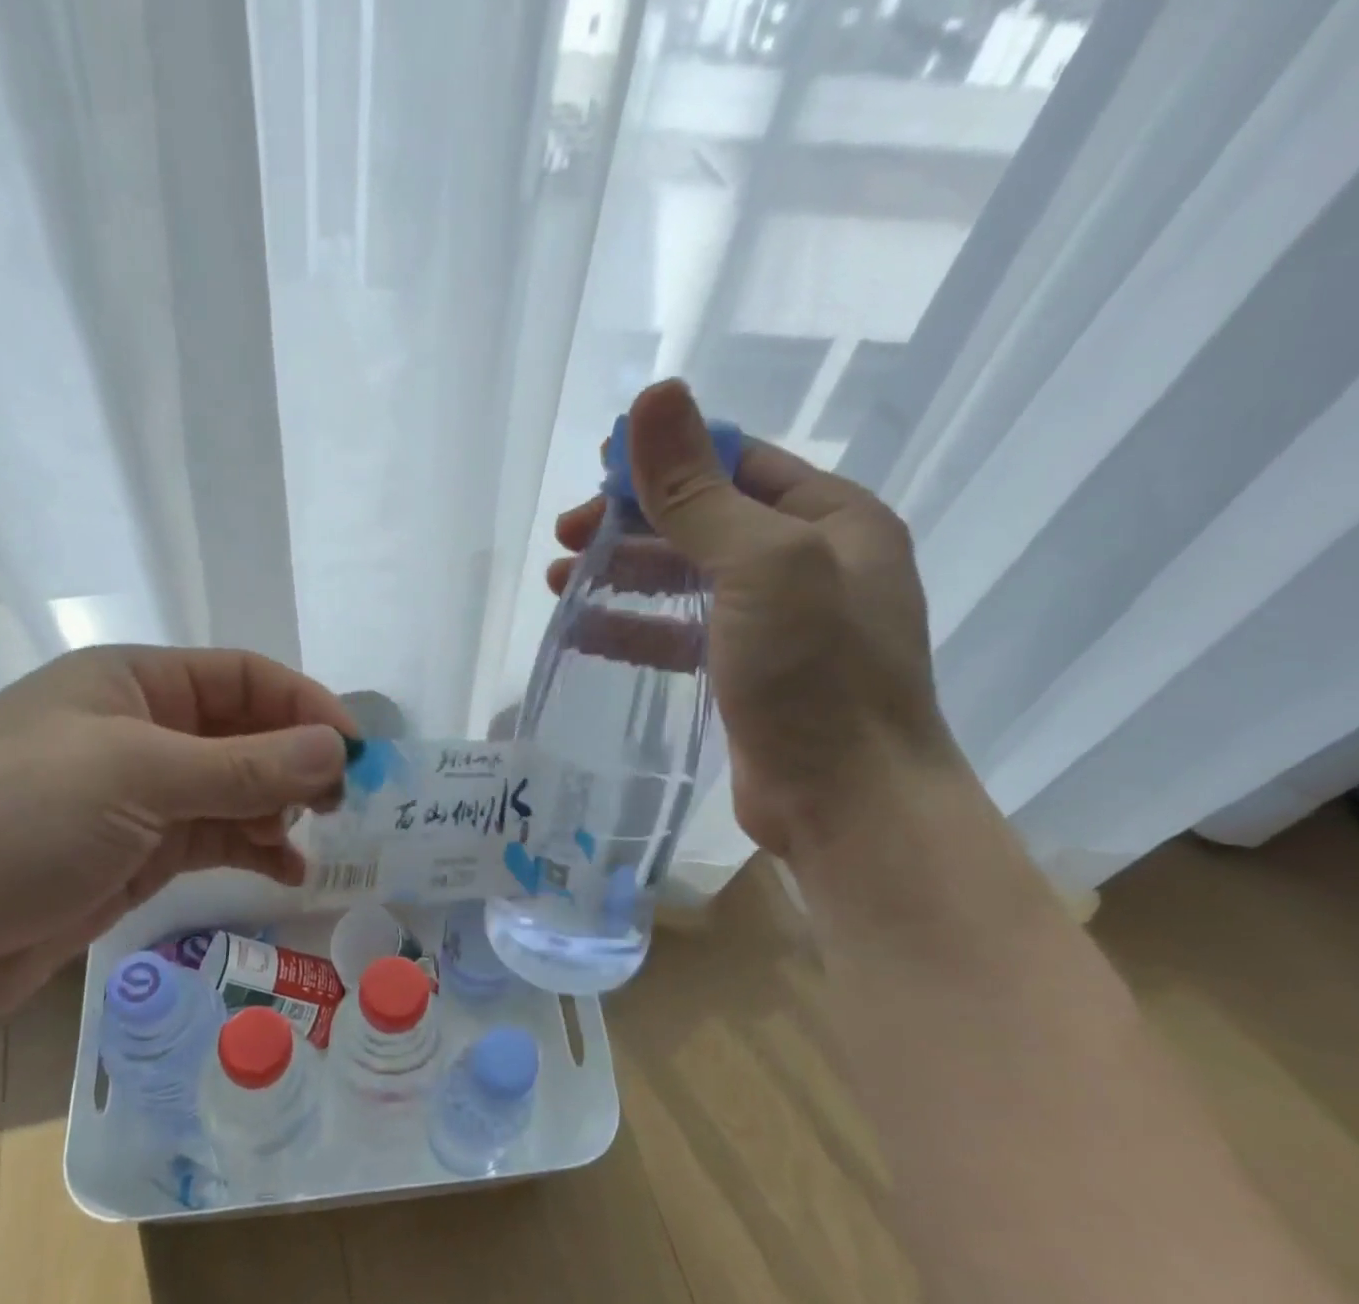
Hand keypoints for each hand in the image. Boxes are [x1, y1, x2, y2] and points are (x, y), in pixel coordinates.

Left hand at [0, 646, 353, 1027]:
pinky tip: (286, 870)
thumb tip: (335, 749)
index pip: (241, 678)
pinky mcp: (138, 852)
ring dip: (277, 809)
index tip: (354, 749)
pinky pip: (215, 837)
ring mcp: (140, 795)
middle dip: (295, 761)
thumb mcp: (137, 778)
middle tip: (341, 800)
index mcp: (131, 683)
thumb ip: (244, 766)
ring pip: (234, 790)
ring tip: (309, 838)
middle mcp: (140, 730)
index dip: (303, 705)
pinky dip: (253, 849)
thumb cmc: (16, 822)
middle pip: (243, 733)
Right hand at [548, 379, 953, 855]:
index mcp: (831, 519)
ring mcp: (779, 624)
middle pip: (705, 521)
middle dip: (632, 523)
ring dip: (624, 574)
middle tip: (565, 535)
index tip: (598, 472)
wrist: (849, 802)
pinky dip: (635, 628)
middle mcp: (809, 563)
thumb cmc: (817, 673)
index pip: (737, 463)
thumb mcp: (761, 565)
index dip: (667, 459)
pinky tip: (586, 631)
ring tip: (559, 581)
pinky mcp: (748, 675)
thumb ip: (700, 490)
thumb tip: (653, 396)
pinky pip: (682, 634)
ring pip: (687, 580)